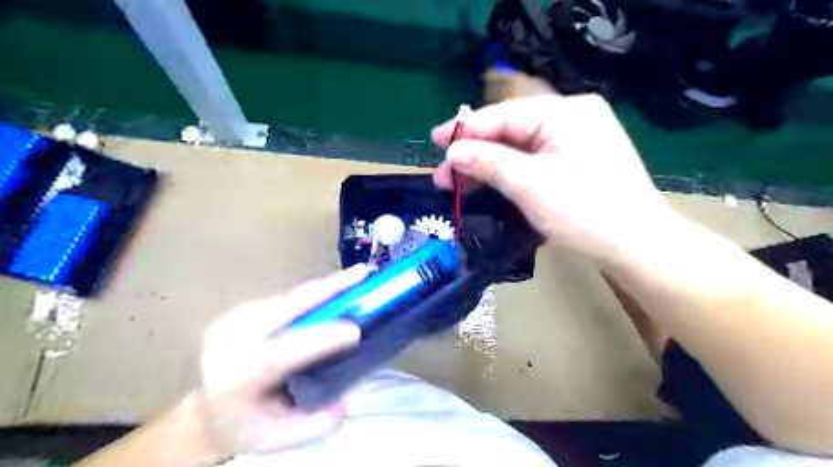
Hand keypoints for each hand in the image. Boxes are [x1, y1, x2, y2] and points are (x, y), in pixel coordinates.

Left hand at [197, 264, 363, 458]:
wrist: (207, 412)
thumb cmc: (244, 427)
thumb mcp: (276, 441)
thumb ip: (313, 425)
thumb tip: (347, 401)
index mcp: (234, 378)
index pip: (277, 355)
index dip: (318, 339)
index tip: (355, 331)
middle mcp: (230, 341)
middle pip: (284, 308)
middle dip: (327, 290)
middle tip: (361, 275)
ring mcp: (233, 320)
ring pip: (288, 298)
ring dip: (324, 287)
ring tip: (355, 278)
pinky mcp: (242, 309)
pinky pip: (285, 298)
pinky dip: (313, 293)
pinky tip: (334, 289)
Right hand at [433, 94, 678, 262]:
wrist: (636, 246)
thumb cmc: (585, 211)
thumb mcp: (530, 184)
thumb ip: (488, 162)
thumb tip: (453, 151)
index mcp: (566, 112)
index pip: (504, 115)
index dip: (466, 129)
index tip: (435, 140)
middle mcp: (571, 119)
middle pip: (510, 132)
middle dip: (474, 153)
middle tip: (443, 175)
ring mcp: (574, 143)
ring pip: (519, 149)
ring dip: (487, 166)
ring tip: (458, 184)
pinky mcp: (574, 165)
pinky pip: (532, 163)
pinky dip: (508, 175)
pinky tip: (488, 184)